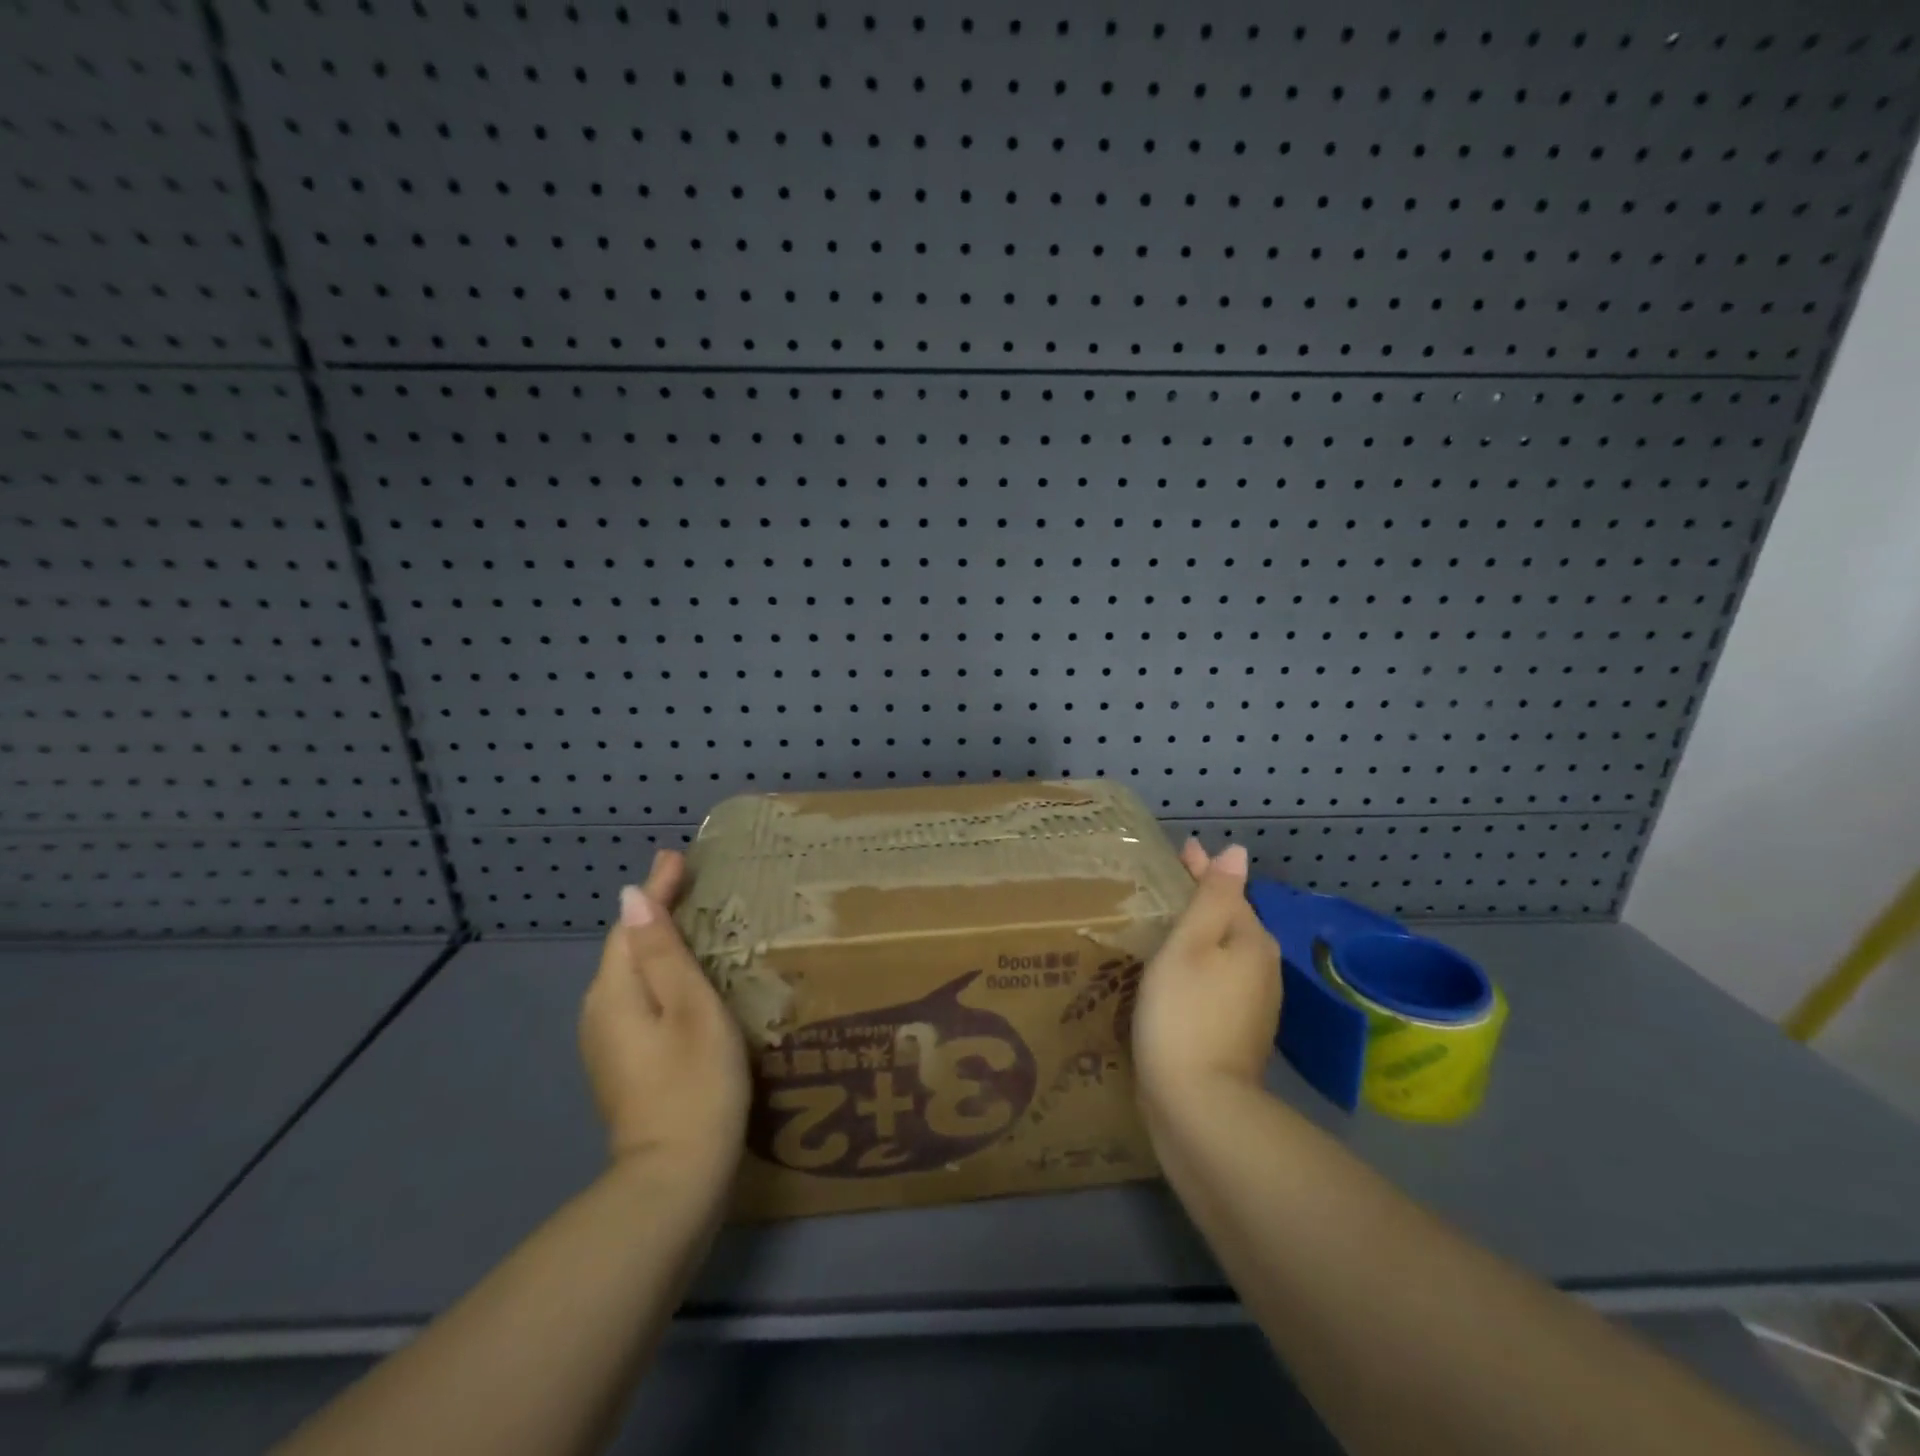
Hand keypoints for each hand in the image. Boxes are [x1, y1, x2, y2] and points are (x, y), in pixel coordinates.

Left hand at [579, 850, 749, 1179]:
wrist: (674, 1179)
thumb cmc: (695, 1083)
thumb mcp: (690, 1007)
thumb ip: (662, 952)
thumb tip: (632, 898)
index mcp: (615, 992)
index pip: (631, 925)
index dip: (656, 889)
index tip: (677, 854)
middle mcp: (599, 1012)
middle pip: (625, 948)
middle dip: (654, 911)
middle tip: (689, 881)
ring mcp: (606, 1043)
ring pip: (630, 975)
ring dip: (657, 943)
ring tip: (692, 920)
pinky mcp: (621, 1064)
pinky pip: (636, 999)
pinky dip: (658, 975)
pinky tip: (682, 978)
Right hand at [1132, 840, 1282, 1117]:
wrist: (1199, 1107)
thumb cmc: (1184, 1014)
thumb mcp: (1190, 945)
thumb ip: (1213, 897)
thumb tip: (1237, 853)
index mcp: (1253, 943)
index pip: (1228, 892)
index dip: (1203, 870)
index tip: (1181, 850)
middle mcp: (1264, 971)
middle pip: (1231, 924)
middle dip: (1203, 903)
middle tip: (1166, 888)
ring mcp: (1255, 1007)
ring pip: (1226, 956)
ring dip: (1201, 938)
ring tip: (1167, 927)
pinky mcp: (1239, 1035)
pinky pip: (1219, 985)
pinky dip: (1199, 970)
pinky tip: (1176, 976)